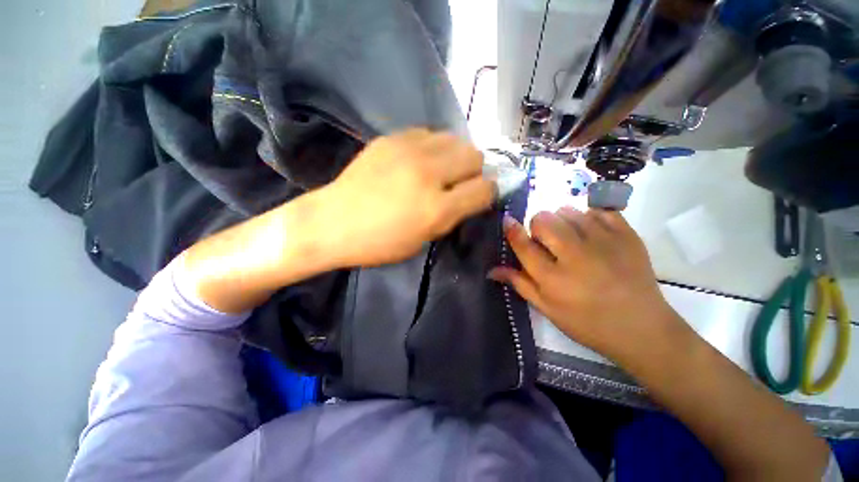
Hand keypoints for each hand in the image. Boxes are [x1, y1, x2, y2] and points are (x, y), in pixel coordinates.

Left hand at [318, 128, 495, 266]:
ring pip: (454, 138)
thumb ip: (451, 215)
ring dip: (454, 156)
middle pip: (475, 156)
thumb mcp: (423, 239)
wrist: (333, 222)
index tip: (480, 196)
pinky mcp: (391, 138)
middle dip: (474, 171)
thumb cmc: (379, 242)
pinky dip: (432, 147)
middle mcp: (428, 173)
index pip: (485, 189)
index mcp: (437, 208)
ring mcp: (409, 151)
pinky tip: (417, 160)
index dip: (488, 193)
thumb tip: (469, 195)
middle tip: (459, 182)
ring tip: (440, 169)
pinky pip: (428, 134)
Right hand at [489, 207, 676, 360]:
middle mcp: (575, 256)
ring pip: (568, 211)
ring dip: (561, 220)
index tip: (508, 221)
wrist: (642, 328)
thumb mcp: (548, 309)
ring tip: (570, 237)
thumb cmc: (588, 323)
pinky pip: (598, 210)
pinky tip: (591, 231)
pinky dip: (588, 216)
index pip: (523, 245)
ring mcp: (603, 242)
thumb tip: (492, 269)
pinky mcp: (627, 235)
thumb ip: (520, 284)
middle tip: (546, 240)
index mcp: (553, 279)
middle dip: (538, 226)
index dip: (512, 230)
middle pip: (544, 220)